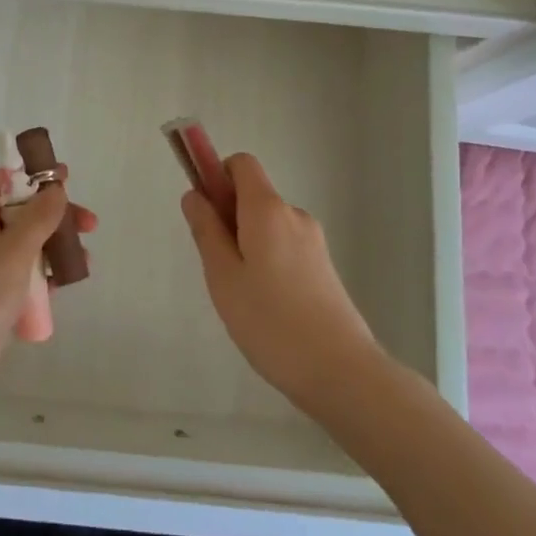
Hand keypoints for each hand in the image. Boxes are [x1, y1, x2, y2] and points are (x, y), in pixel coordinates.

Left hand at [0, 166, 96, 436]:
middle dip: (53, 217)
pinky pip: (17, 280)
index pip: (2, 181)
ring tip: (83, 263)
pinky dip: (39, 280)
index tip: (66, 180)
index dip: (33, 177)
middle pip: (17, 214)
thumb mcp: (11, 253)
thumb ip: (37, 218)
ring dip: (51, 250)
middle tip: (89, 227)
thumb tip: (53, 187)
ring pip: (20, 249)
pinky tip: (61, 290)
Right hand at [182, 153, 380, 413]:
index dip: (217, 176)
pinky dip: (267, 262)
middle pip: (253, 196)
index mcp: (268, 209)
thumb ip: (206, 230)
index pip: (242, 164)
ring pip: (268, 227)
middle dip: (228, 219)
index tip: (204, 212)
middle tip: (217, 268)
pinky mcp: (324, 267)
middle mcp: (294, 215)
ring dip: (247, 245)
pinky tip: (266, 307)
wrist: (340, 371)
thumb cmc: (270, 321)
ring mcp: (313, 241)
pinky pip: (284, 247)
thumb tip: (194, 195)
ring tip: (241, 297)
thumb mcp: (223, 276)